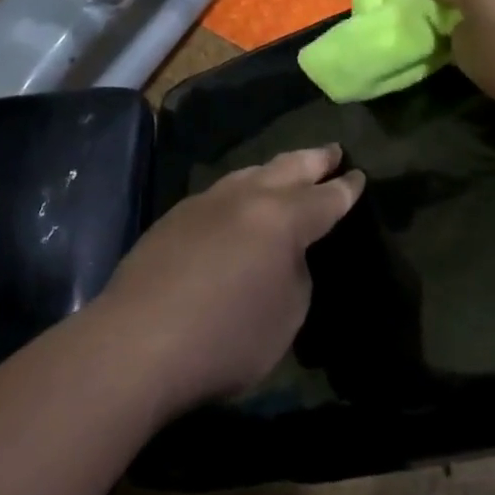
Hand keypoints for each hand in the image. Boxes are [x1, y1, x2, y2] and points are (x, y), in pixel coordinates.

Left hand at [94, 145, 364, 408]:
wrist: (136, 343)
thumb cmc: (225, 338)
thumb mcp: (287, 316)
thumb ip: (295, 274)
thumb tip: (284, 255)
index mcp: (282, 218)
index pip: (325, 198)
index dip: (346, 188)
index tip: (358, 175)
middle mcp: (246, 197)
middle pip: (288, 168)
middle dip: (314, 159)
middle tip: (331, 151)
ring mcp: (206, 202)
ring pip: (249, 173)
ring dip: (274, 170)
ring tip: (286, 170)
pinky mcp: (174, 217)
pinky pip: (221, 193)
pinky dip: (242, 191)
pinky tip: (238, 203)